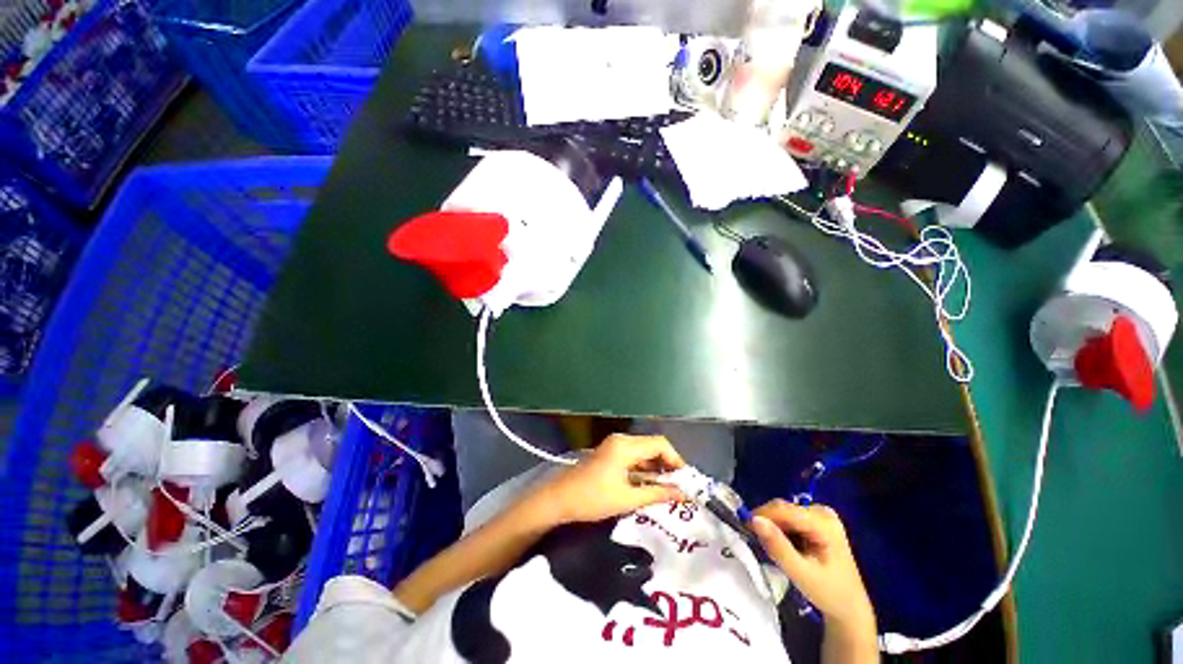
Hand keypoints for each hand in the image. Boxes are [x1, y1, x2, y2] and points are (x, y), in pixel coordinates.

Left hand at [533, 434, 685, 524]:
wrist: (559, 499)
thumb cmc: (593, 499)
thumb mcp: (627, 499)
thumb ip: (657, 493)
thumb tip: (682, 494)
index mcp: (625, 446)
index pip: (660, 444)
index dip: (676, 459)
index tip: (685, 480)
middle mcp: (621, 440)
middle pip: (652, 445)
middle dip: (668, 464)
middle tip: (678, 486)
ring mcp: (614, 446)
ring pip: (643, 451)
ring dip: (656, 467)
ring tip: (667, 488)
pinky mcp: (610, 453)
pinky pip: (633, 456)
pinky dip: (644, 468)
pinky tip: (649, 483)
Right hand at [751, 500, 874, 630]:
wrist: (849, 608)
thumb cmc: (828, 593)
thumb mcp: (801, 574)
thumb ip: (778, 547)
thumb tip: (754, 520)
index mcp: (824, 522)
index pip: (784, 509)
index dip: (762, 516)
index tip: (746, 530)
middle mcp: (822, 512)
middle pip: (783, 509)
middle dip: (768, 523)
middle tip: (759, 544)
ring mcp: (820, 515)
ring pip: (783, 512)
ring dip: (773, 528)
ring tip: (772, 548)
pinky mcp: (816, 520)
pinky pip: (788, 518)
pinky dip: (781, 530)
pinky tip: (784, 546)